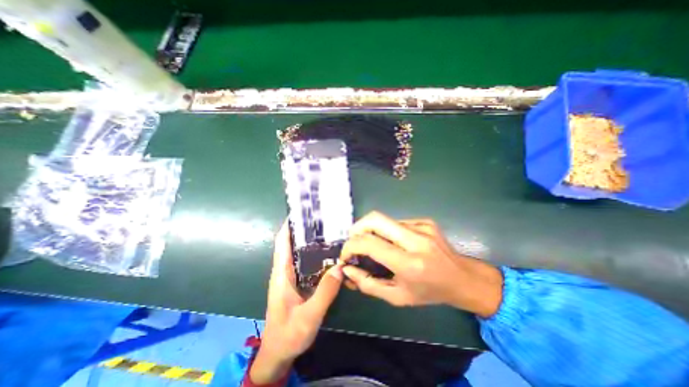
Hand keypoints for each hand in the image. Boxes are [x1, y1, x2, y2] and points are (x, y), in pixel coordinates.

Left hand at [251, 221, 343, 383]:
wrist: (278, 353)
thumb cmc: (288, 335)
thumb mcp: (308, 317)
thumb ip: (324, 293)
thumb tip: (339, 267)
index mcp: (281, 274)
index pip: (283, 242)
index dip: (290, 225)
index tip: (303, 212)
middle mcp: (285, 270)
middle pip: (293, 243)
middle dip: (305, 230)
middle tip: (324, 220)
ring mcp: (292, 276)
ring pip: (301, 252)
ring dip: (312, 241)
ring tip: (329, 231)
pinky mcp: (298, 282)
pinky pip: (307, 263)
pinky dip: (316, 254)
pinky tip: (330, 253)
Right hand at [338, 211, 500, 316]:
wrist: (464, 279)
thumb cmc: (430, 293)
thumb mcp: (397, 297)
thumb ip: (368, 284)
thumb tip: (347, 270)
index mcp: (410, 263)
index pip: (370, 243)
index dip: (351, 246)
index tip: (346, 255)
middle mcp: (416, 239)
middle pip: (375, 219)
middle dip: (357, 228)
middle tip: (353, 241)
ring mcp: (422, 226)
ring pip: (384, 220)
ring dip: (372, 231)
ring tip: (373, 245)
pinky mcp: (425, 221)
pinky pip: (396, 222)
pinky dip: (387, 231)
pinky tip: (394, 243)